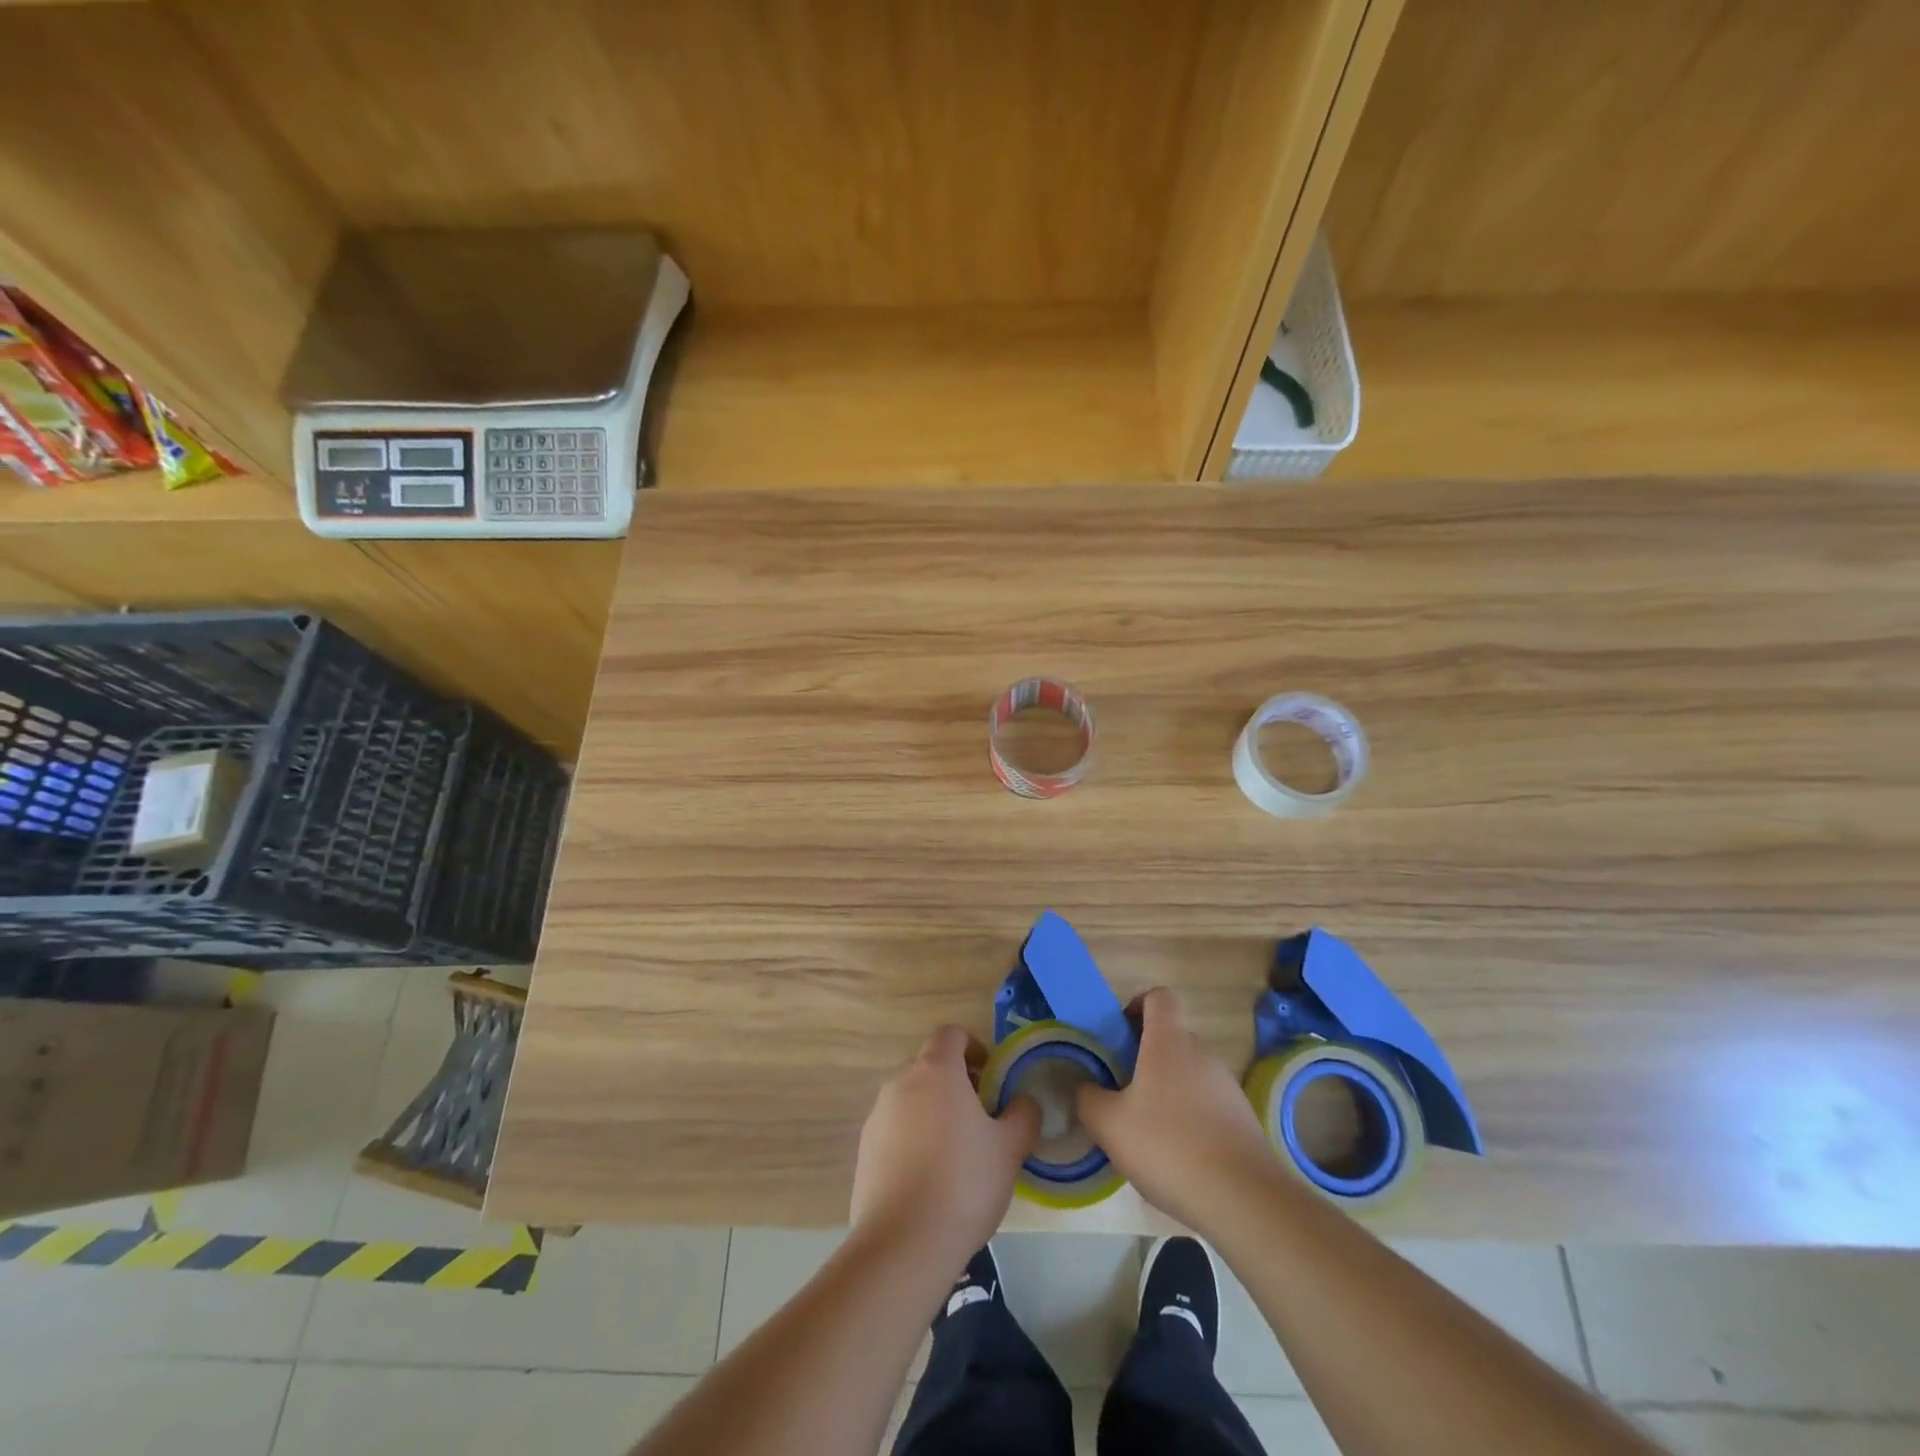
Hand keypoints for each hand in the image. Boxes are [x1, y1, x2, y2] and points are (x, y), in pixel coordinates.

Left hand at [850, 1026, 1039, 1268]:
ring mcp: (877, 1116)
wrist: (903, 1243)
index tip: (991, 1076)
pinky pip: (894, 1131)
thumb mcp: (1010, 1148)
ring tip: (956, 1155)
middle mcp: (901, 1082)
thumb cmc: (964, 1182)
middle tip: (980, 1118)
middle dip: (955, 1083)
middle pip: (930, 1066)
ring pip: (911, 1099)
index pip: (951, 1034)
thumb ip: (1023, 1115)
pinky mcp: (863, 1151)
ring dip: (933, 1112)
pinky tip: (930, 1181)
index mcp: (936, 1070)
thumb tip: (1023, 1103)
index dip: (973, 1046)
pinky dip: (913, 1141)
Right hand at [1076, 987, 1277, 1234]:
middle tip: (1122, 1090)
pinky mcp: (1242, 1120)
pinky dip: (1189, 1118)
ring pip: (1189, 1074)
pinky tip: (1177, 1156)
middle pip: (1171, 1038)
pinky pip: (1207, 1104)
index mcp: (1169, 1042)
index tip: (1119, 1034)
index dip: (1137, 1005)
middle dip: (1145, 1057)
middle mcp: (1202, 1054)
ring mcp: (1227, 1086)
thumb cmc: (1168, 1146)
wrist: (1243, 1200)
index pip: (1159, 997)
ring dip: (1167, 1090)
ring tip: (1147, 1131)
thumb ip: (1088, 1098)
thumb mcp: (1109, 1124)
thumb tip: (1086, 1088)